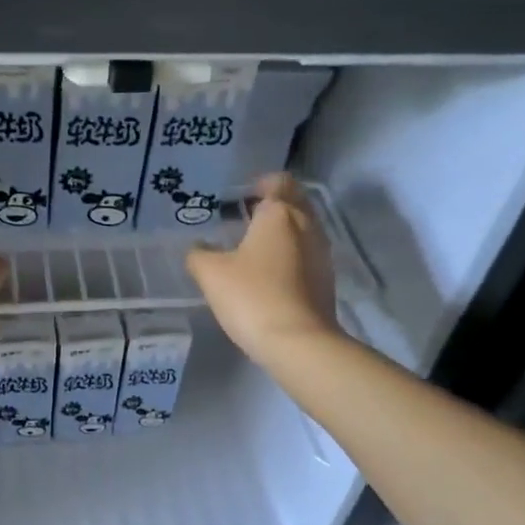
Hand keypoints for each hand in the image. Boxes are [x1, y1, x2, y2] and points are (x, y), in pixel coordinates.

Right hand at [186, 174, 341, 360]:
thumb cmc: (252, 297)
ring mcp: (321, 254)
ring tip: (256, 248)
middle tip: (248, 219)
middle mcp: (307, 226)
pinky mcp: (326, 281)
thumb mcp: (211, 274)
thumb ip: (199, 254)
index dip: (262, 184)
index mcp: (280, 214)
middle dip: (275, 205)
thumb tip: (199, 248)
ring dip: (284, 232)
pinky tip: (271, 274)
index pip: (278, 182)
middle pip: (296, 202)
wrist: (298, 343)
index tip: (245, 196)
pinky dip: (291, 255)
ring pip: (304, 229)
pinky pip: (307, 255)